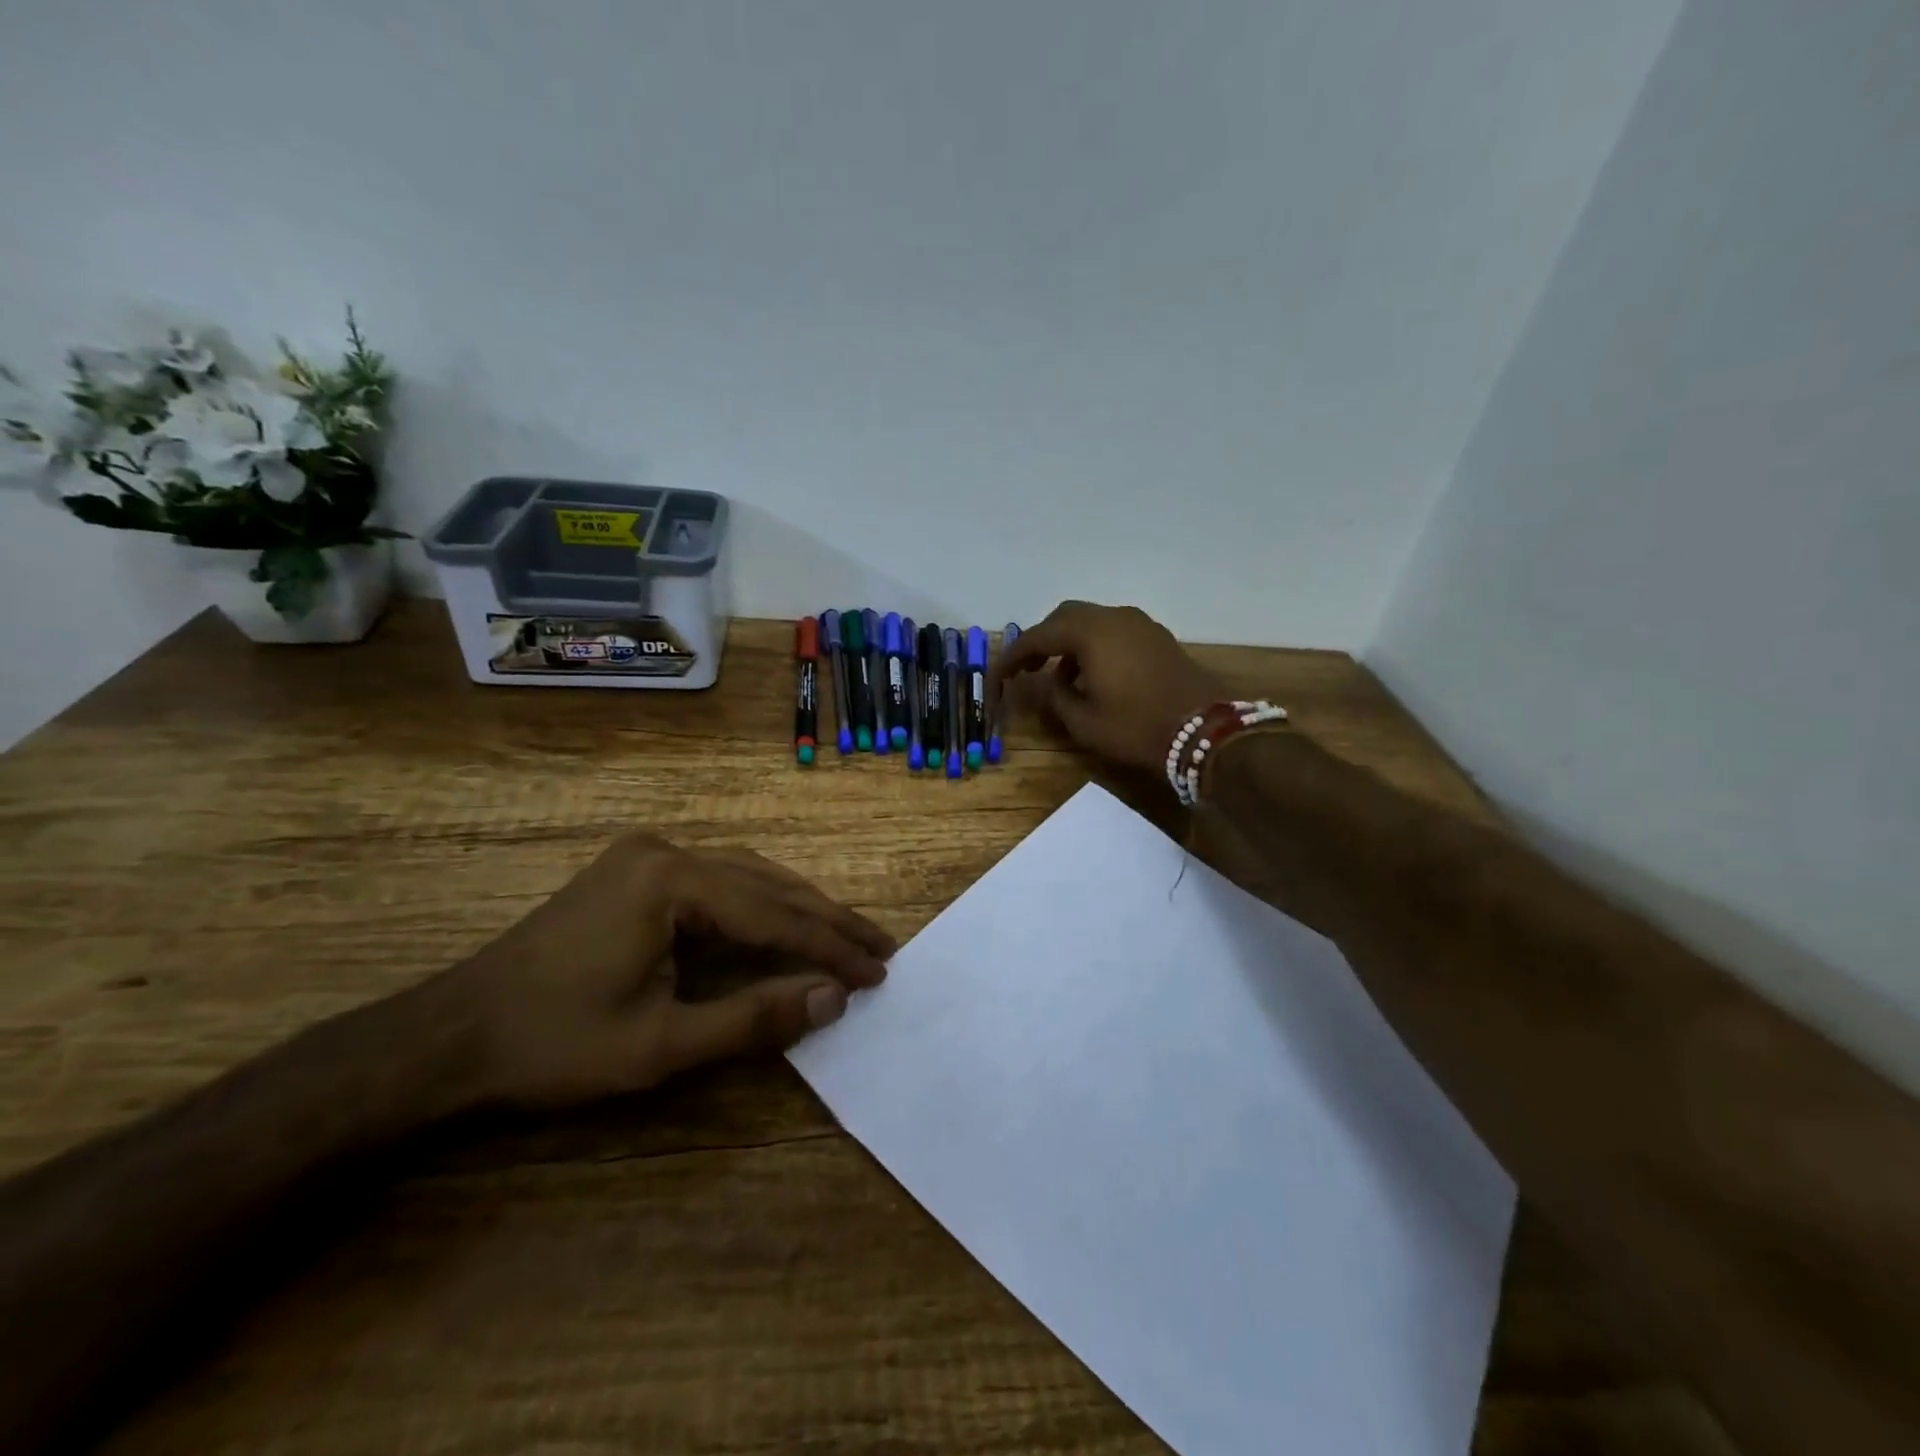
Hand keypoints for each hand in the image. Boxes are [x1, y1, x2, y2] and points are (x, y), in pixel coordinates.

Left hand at [429, 834, 893, 1107]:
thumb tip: (832, 999)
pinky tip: (781, 923)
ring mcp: (647, 858)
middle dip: (825, 919)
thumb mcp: (660, 1046)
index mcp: (672, 881)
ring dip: (796, 908)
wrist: (449, 1038)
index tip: (879, 971)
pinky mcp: (635, 873)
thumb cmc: (553, 1045)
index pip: (774, 914)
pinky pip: (717, 882)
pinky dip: (758, 906)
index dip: (830, 946)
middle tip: (880, 947)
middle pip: (767, 884)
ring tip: (844, 936)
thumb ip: (753, 1019)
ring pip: (746, 877)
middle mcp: (666, 852)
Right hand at [990, 601, 1224, 773]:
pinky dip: (1095, 646)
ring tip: (1061, 678)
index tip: (998, 675)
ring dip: (1070, 644)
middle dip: (1042, 641)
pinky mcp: (1157, 638)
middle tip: (1027, 669)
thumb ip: (1054, 697)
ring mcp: (1140, 624)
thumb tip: (1043, 683)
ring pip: (1092, 622)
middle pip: (1065, 617)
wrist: (1205, 732)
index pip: (1038, 636)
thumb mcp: (1083, 721)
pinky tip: (1095, 676)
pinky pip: (1114, 632)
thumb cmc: (1136, 727)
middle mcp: (1114, 617)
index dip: (1013, 656)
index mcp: (1090, 633)